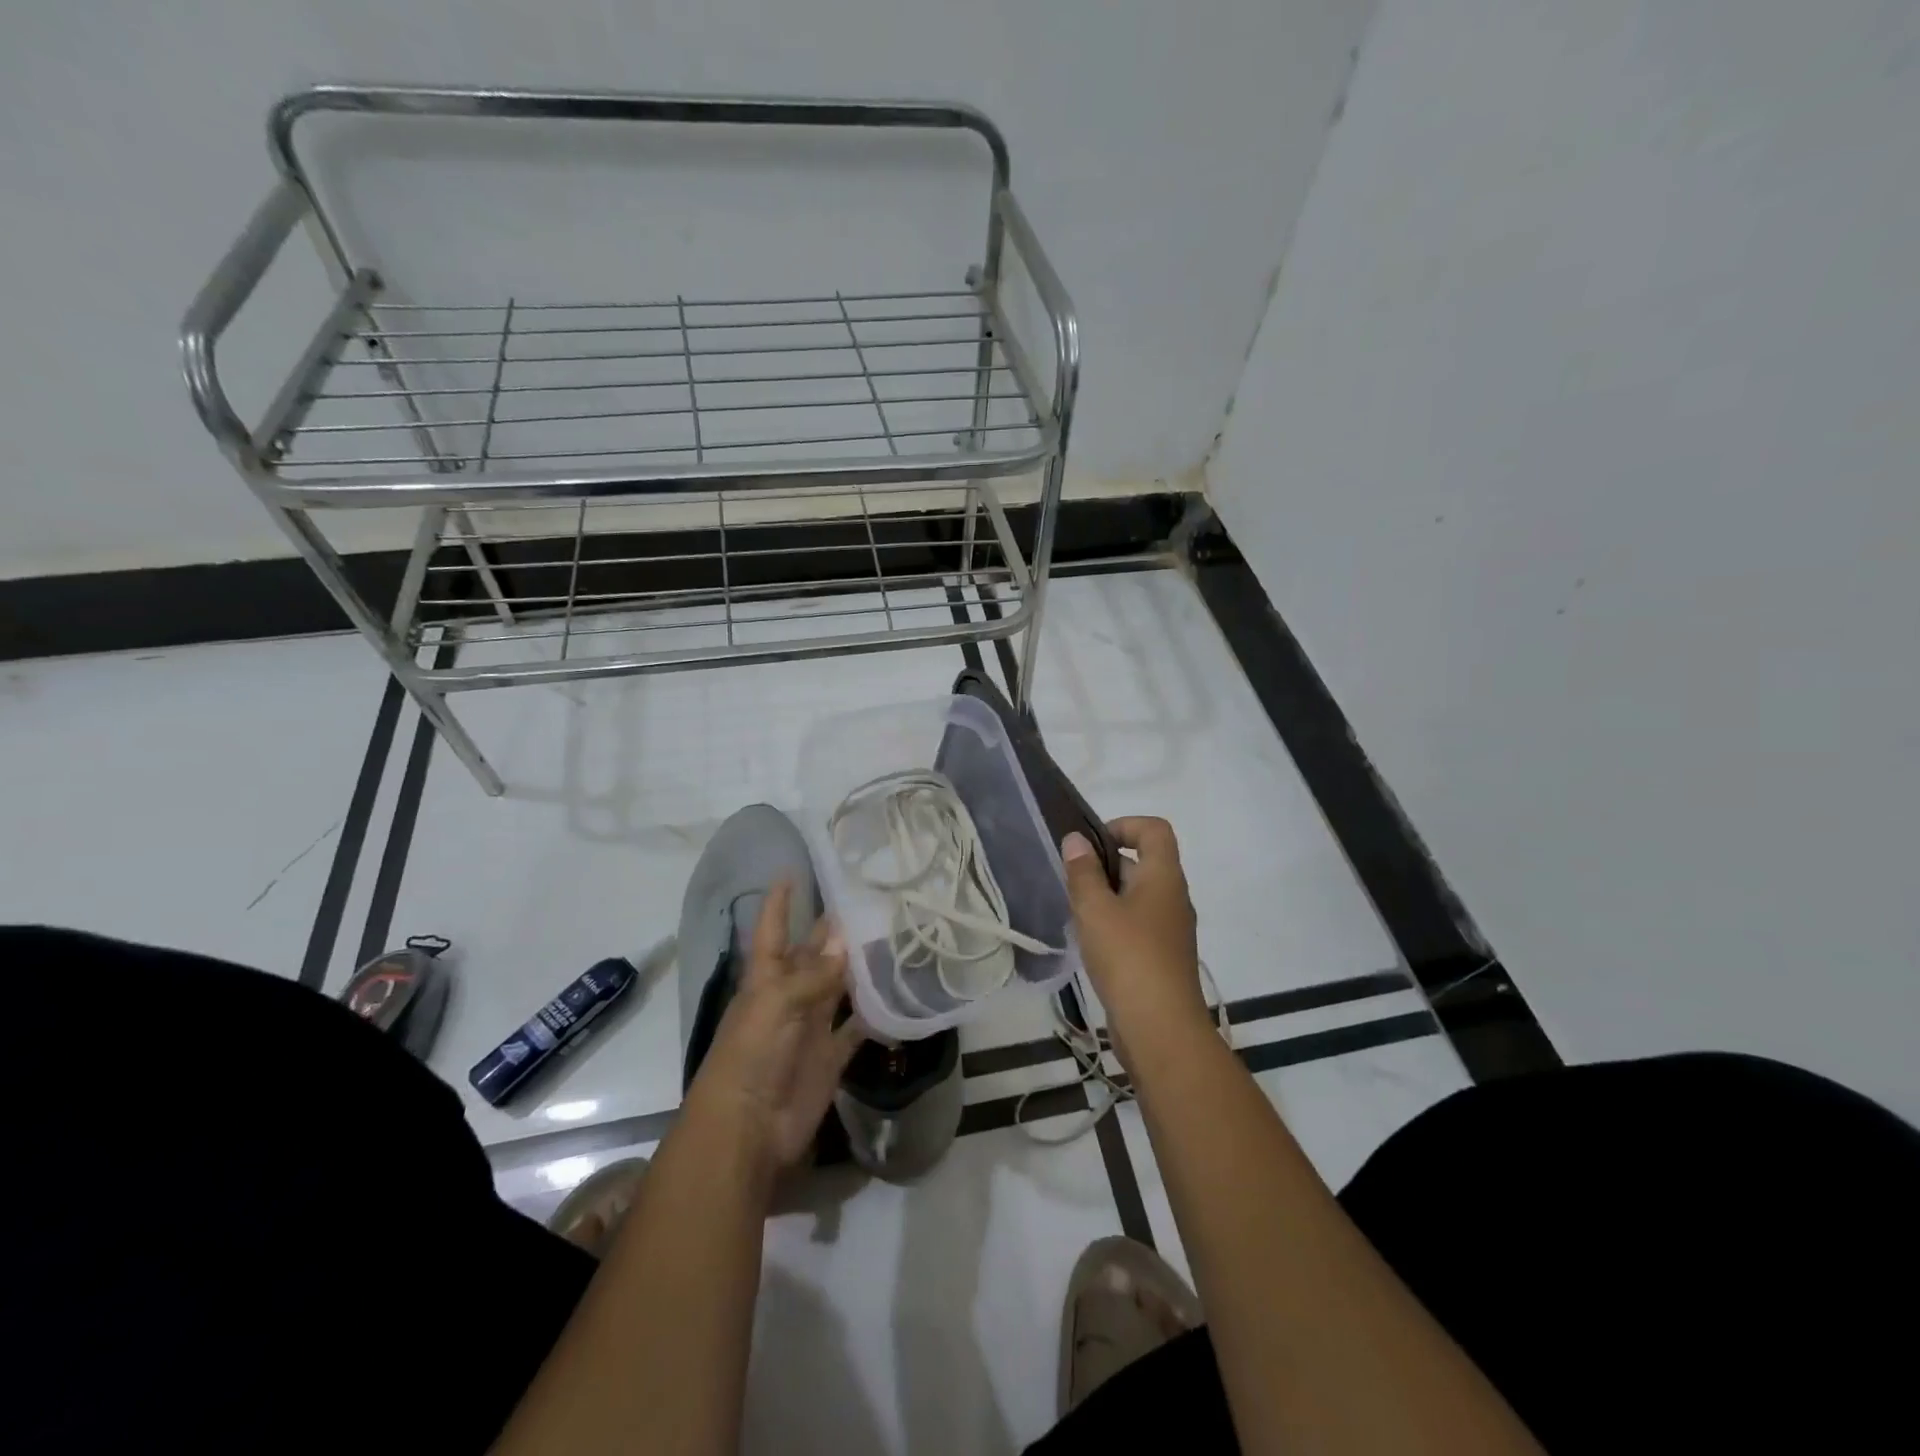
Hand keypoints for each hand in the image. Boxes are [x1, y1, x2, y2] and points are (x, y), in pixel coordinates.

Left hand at [685, 881, 866, 1176]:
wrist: (748, 1128)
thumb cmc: (751, 1055)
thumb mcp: (777, 1004)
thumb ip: (814, 974)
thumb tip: (847, 939)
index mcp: (767, 977)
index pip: (772, 928)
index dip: (779, 901)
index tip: (792, 869)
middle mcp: (790, 994)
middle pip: (814, 953)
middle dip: (835, 930)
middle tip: (873, 899)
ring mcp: (812, 1024)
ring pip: (839, 985)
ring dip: (860, 966)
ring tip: (894, 936)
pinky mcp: (832, 1054)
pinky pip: (857, 1026)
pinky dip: (875, 1013)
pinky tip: (900, 992)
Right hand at [1061, 818, 1210, 1056]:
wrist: (1161, 1029)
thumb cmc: (1128, 957)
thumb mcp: (1095, 909)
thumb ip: (1083, 872)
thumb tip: (1076, 839)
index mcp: (1164, 878)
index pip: (1154, 830)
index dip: (1124, 825)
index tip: (1091, 845)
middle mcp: (1173, 898)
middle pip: (1143, 863)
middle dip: (1105, 866)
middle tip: (1071, 883)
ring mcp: (1170, 931)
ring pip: (1136, 898)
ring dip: (1106, 898)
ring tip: (1075, 914)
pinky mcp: (1161, 959)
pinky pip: (1137, 926)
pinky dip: (1113, 925)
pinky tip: (1089, 944)